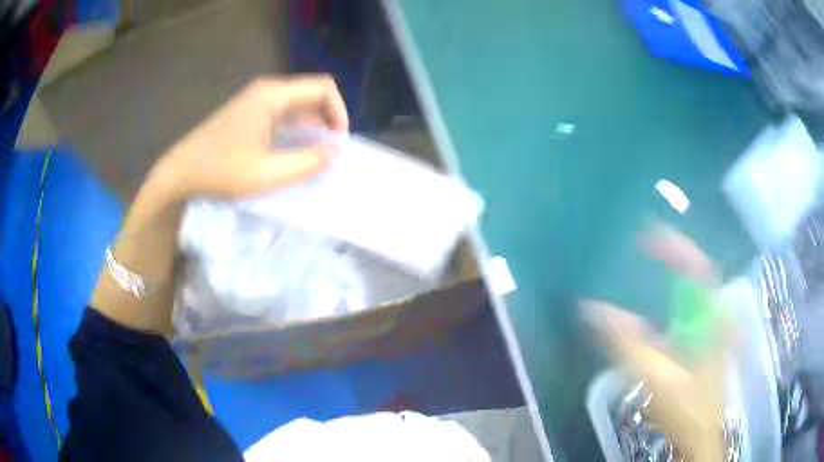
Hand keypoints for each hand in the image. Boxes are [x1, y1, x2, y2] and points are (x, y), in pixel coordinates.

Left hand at [149, 75, 348, 200]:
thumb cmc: (221, 172)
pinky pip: (281, 114)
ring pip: (296, 105)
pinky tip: (292, 151)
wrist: (180, 173)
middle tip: (329, 152)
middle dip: (327, 120)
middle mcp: (266, 91)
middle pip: (311, 94)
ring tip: (314, 155)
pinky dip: (294, 129)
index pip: (323, 88)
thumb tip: (336, 152)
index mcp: (272, 96)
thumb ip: (307, 162)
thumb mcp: (268, 173)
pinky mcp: (247, 112)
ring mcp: (254, 100)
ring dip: (311, 127)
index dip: (339, 111)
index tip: (338, 142)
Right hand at [583, 225, 727, 461]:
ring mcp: (714, 324)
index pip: (697, 265)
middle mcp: (716, 312)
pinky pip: (691, 304)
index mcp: (711, 316)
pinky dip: (675, 291)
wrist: (700, 434)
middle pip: (697, 269)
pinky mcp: (706, 336)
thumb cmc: (684, 407)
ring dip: (673, 268)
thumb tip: (591, 308)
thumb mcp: (655, 376)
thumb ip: (627, 343)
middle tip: (642, 240)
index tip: (644, 231)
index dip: (673, 243)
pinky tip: (659, 295)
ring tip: (648, 256)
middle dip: (672, 250)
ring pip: (695, 285)